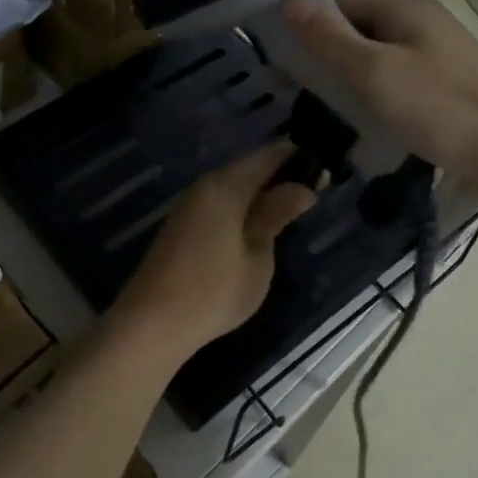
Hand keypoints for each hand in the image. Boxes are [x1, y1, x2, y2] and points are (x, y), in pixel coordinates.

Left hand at [107, 145, 315, 357]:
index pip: (269, 155)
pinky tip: (258, 226)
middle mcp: (205, 186)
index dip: (298, 159)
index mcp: (226, 186)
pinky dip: (243, 207)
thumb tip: (302, 187)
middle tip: (314, 195)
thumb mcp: (257, 256)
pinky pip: (221, 202)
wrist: (152, 322)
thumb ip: (276, 215)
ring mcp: (190, 205)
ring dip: (262, 193)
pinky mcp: (182, 225)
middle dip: (281, 176)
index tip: (325, 173)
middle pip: (250, 168)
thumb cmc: (213, 291)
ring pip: (234, 186)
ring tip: (291, 212)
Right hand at [281, 0, 477, 193]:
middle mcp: (425, 23)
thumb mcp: (373, 72)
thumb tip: (287, 1)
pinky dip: (383, 99)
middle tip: (310, 100)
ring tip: (337, 117)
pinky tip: (375, 126)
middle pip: (363, 32)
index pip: (342, 7)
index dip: (314, 33)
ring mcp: (442, 55)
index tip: (292, 71)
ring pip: (382, 60)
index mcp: (406, 8)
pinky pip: (404, 83)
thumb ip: (329, 38)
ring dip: (357, 84)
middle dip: (333, 61)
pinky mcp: (452, 86)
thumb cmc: (439, 107)